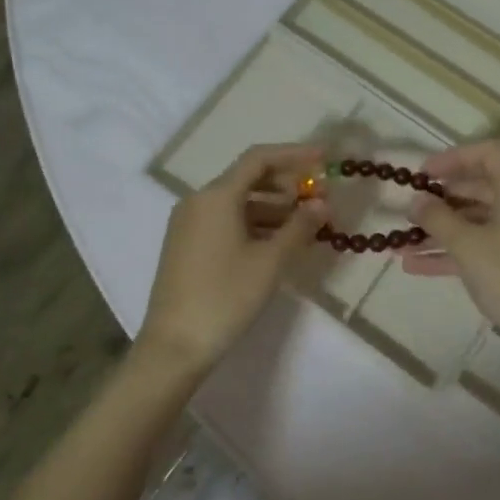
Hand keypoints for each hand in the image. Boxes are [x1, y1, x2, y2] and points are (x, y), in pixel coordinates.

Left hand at [138, 142, 325, 373]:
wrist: (175, 345)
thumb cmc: (225, 296)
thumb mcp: (270, 261)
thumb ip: (300, 226)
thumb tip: (322, 203)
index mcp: (216, 196)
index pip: (259, 159)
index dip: (294, 154)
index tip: (324, 158)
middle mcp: (198, 201)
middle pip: (248, 178)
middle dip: (287, 184)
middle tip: (320, 198)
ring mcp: (189, 223)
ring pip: (238, 202)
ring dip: (274, 207)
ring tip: (307, 224)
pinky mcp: (187, 245)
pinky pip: (226, 221)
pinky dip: (255, 224)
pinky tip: (279, 242)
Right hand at [401, 140, 499, 349]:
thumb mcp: (467, 244)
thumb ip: (437, 217)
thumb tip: (416, 200)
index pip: (487, 154)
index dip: (452, 159)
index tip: (421, 175)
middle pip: (480, 188)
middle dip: (441, 200)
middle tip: (410, 209)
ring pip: (478, 221)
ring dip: (441, 230)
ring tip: (401, 243)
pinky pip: (483, 245)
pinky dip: (454, 251)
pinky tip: (416, 265)